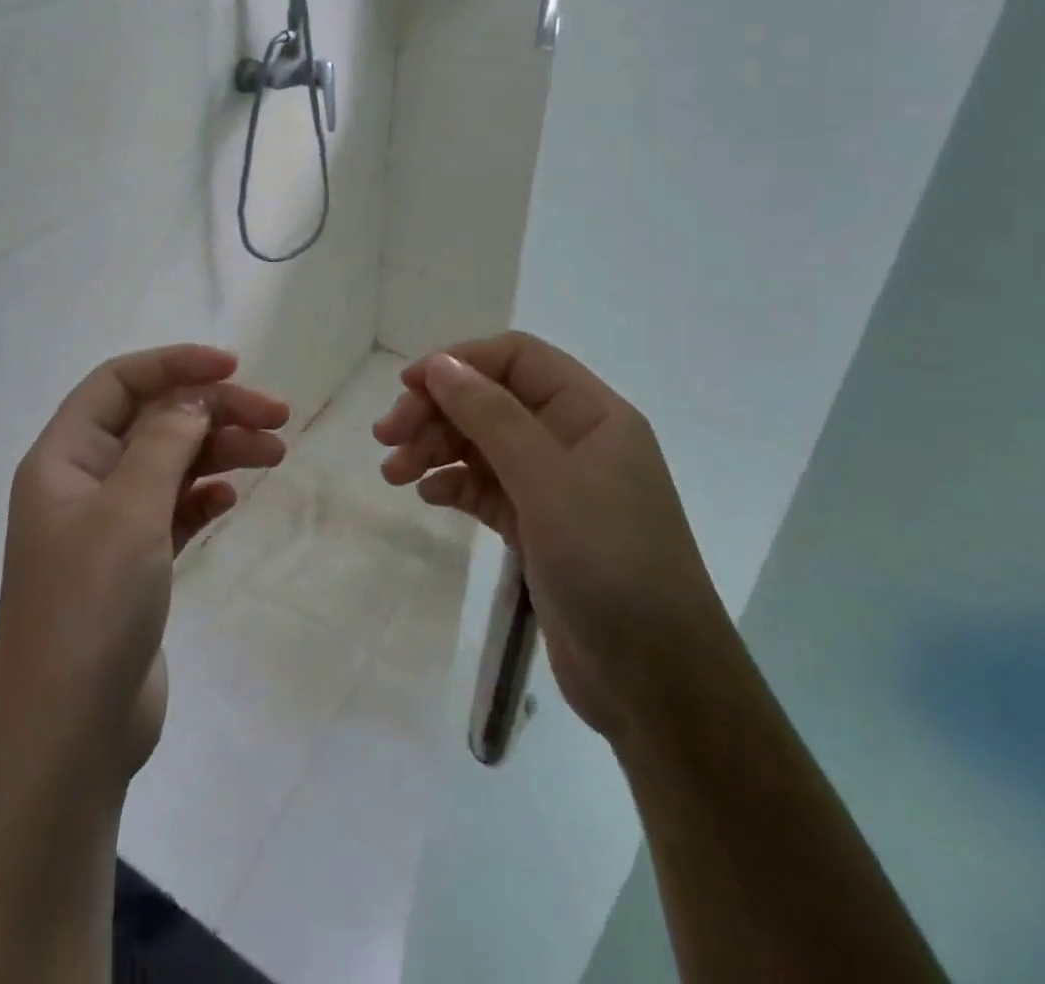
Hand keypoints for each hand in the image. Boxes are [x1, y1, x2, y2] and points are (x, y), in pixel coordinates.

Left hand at [0, 344, 289, 785]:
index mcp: (64, 457)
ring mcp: (109, 525)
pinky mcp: (134, 564)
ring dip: (220, 450)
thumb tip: (193, 398)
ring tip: (276, 451)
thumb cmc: (90, 605)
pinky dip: (205, 495)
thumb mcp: (129, 510)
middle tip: (278, 415)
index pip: (119, 383)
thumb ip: (164, 442)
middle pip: (154, 421)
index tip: (234, 367)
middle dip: (214, 410)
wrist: (70, 735)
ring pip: (171, 464)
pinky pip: (175, 509)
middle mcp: (83, 482)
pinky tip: (234, 496)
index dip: (174, 364)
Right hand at [373, 332, 729, 738]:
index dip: (460, 361)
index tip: (408, 386)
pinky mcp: (538, 528)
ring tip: (393, 473)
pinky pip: (485, 488)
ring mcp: (555, 486)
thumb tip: (440, 364)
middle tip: (386, 437)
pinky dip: (454, 484)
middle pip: (491, 400)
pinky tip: (427, 496)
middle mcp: (573, 440)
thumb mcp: (548, 481)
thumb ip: (492, 416)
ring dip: (435, 448)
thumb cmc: (610, 565)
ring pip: (482, 444)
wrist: (657, 685)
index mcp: (591, 414)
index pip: (517, 358)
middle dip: (437, 410)